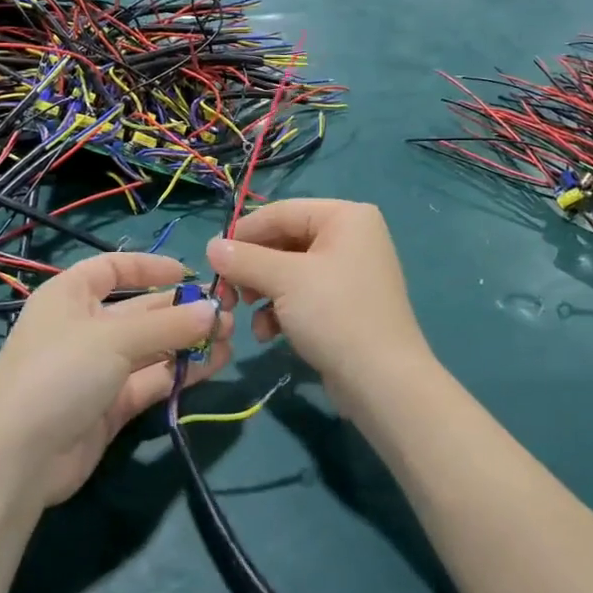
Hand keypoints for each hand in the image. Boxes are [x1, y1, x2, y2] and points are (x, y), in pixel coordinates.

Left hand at [0, 253, 230, 505]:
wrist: (19, 458)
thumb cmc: (60, 373)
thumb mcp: (115, 339)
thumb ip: (169, 325)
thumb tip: (214, 311)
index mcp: (69, 296)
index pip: (112, 268)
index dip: (149, 267)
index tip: (189, 273)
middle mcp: (83, 328)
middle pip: (139, 310)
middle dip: (181, 310)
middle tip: (226, 313)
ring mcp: (97, 369)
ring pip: (150, 348)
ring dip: (187, 342)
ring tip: (229, 340)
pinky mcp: (111, 406)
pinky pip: (151, 380)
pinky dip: (180, 372)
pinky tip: (214, 366)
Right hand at [205, 200, 427, 403]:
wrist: (381, 380)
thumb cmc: (334, 314)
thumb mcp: (284, 280)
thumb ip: (244, 259)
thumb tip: (211, 247)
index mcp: (346, 217)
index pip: (281, 212)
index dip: (244, 232)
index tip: (212, 256)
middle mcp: (352, 237)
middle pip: (284, 241)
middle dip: (252, 268)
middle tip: (227, 291)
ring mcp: (350, 272)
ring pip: (289, 271)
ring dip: (262, 292)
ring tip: (245, 312)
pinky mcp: (345, 305)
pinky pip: (303, 295)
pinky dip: (281, 310)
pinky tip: (268, 334)